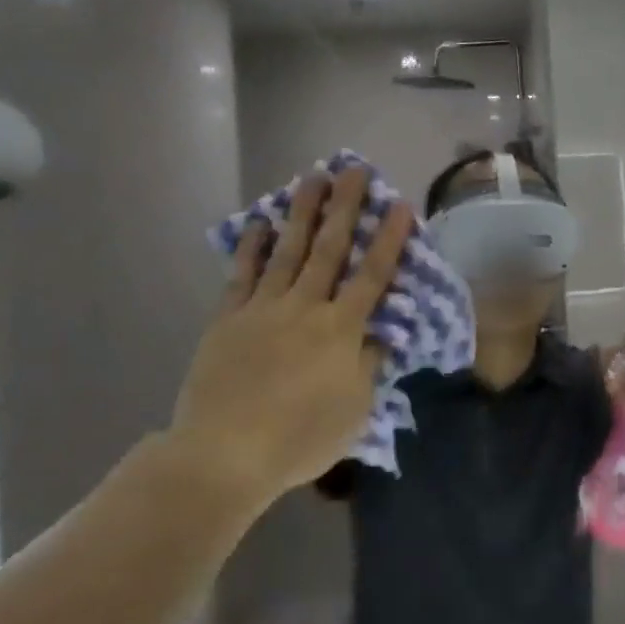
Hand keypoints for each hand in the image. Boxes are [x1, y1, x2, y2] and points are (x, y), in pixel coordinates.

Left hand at [166, 167, 413, 510]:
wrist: (224, 454)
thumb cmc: (300, 438)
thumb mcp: (354, 410)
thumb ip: (369, 365)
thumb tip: (380, 333)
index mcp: (341, 330)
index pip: (372, 275)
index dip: (388, 238)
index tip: (399, 204)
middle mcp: (305, 307)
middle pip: (330, 248)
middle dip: (345, 207)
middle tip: (353, 169)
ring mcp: (263, 309)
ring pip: (288, 250)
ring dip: (302, 212)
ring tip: (312, 177)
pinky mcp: (228, 319)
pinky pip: (243, 274)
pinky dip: (252, 247)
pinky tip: (260, 223)